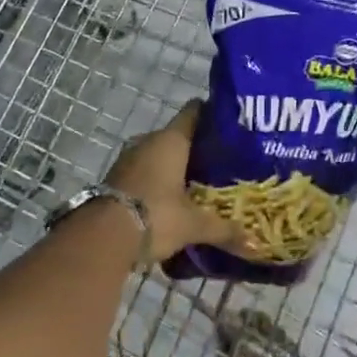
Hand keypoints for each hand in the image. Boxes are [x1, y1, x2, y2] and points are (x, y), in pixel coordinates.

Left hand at [105, 100, 250, 262]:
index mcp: (170, 139)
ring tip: (197, 182)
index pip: (194, 112)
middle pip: (177, 135)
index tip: (230, 124)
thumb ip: (224, 230)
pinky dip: (156, 181)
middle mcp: (148, 141)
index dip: (211, 114)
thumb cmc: (156, 215)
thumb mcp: (194, 225)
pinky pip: (142, 172)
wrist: (101, 239)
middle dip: (195, 147)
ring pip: (157, 155)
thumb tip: (254, 244)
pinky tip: (170, 199)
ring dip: (173, 166)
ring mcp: (127, 159)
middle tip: (220, 161)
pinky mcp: (114, 179)